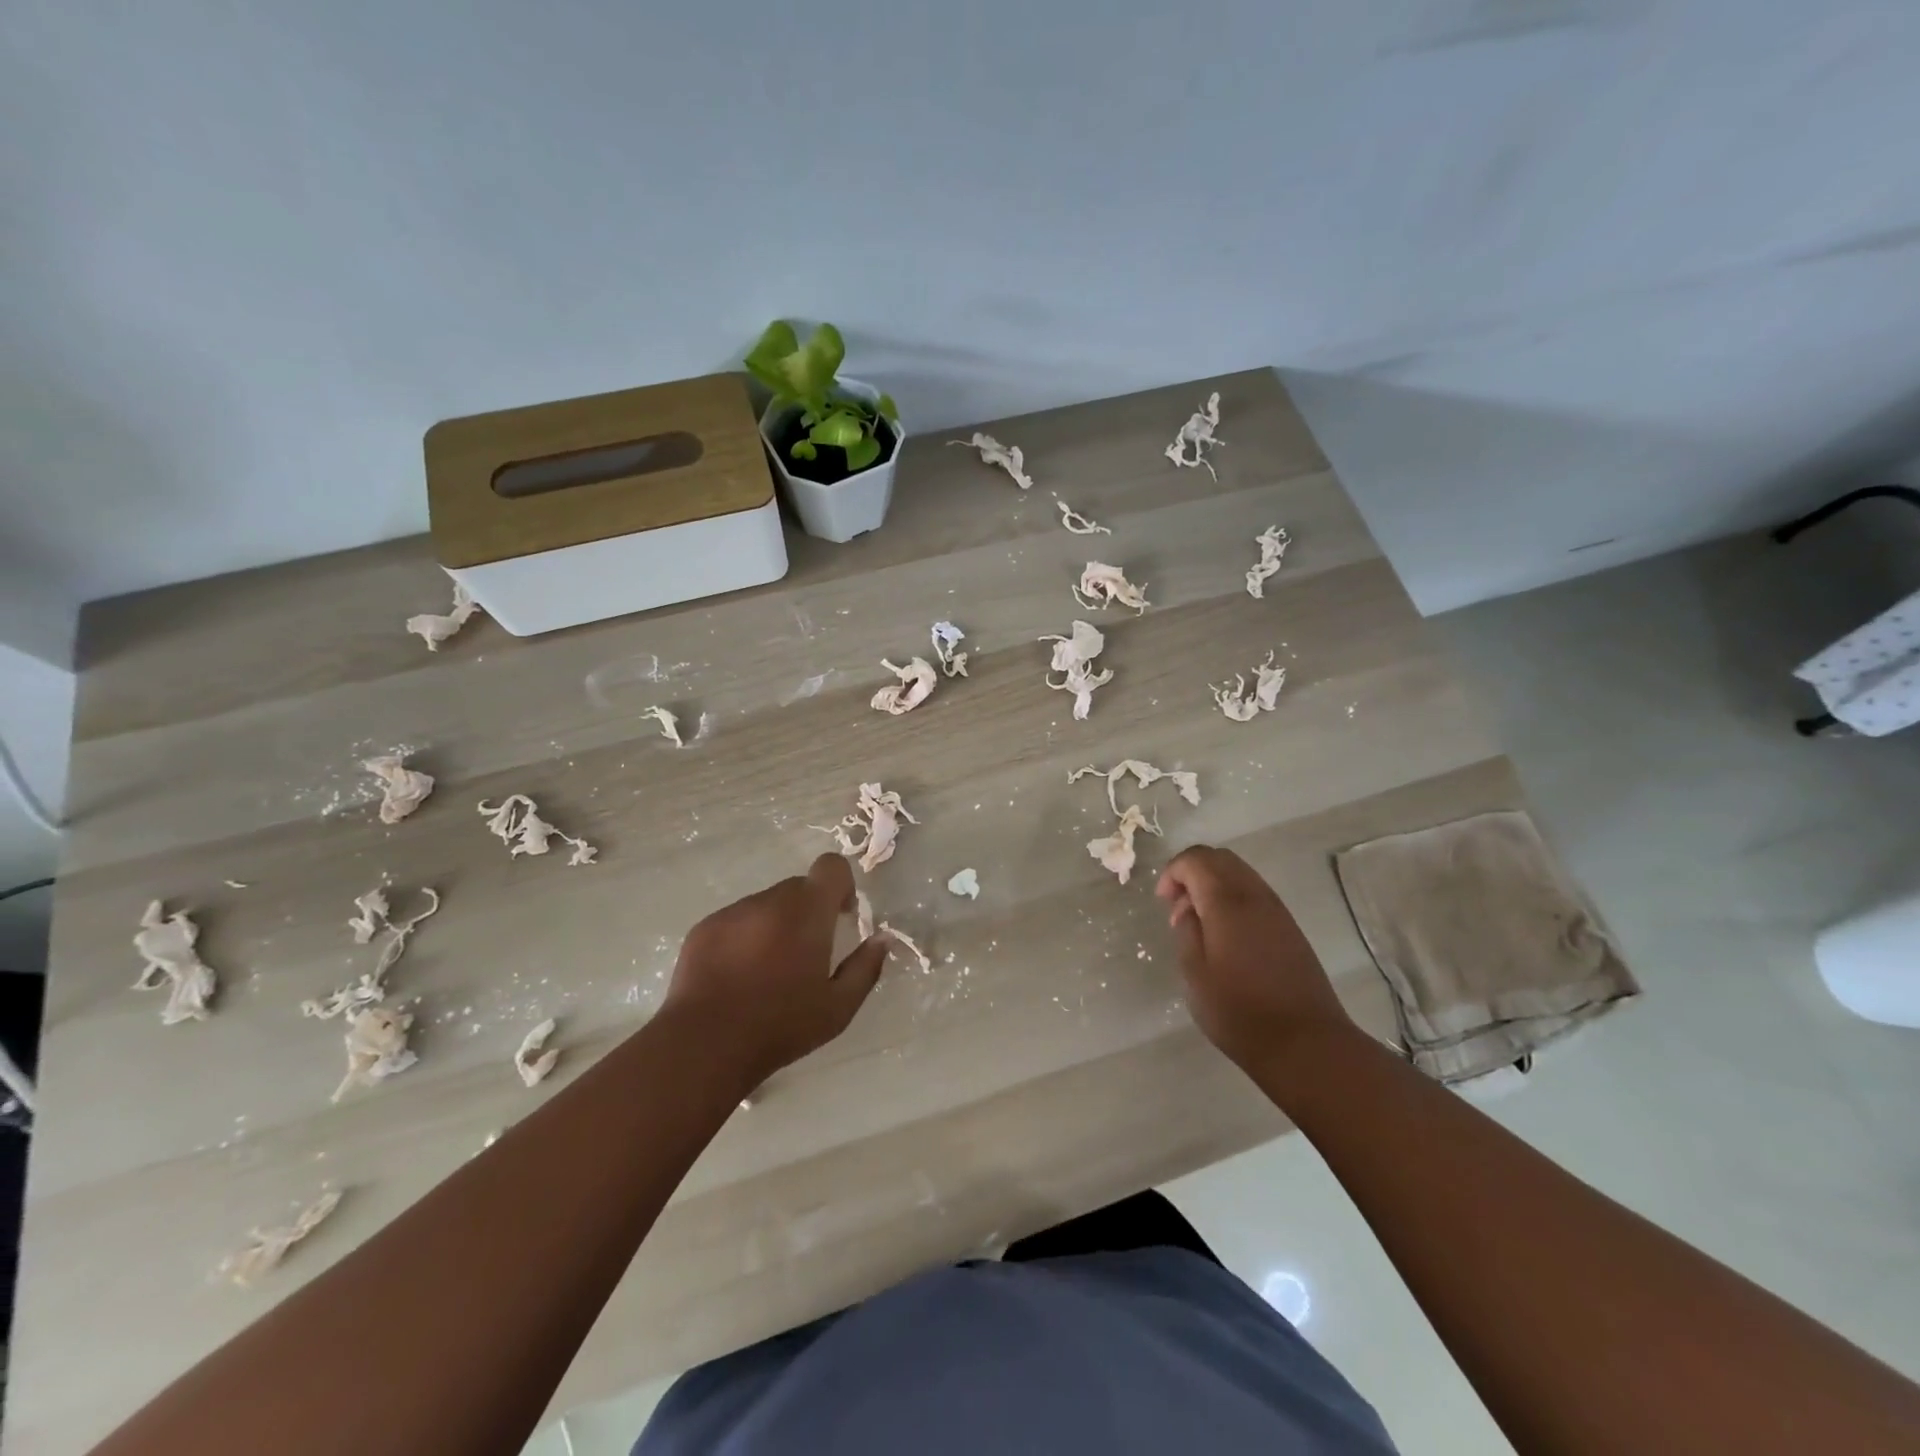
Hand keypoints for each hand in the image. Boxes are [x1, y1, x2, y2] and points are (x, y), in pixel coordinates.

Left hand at [660, 853, 887, 1086]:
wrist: (704, 1045)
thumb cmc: (780, 1027)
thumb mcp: (838, 1008)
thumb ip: (866, 967)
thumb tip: (882, 939)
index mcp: (808, 912)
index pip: (831, 866)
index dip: (842, 884)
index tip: (841, 917)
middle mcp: (770, 901)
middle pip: (799, 888)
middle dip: (809, 911)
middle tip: (806, 954)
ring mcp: (733, 912)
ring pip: (766, 904)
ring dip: (776, 925)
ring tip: (768, 971)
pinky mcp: (704, 928)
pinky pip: (736, 920)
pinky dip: (745, 937)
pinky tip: (738, 977)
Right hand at [1156, 845, 1352, 1070]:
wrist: (1306, 1043)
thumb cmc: (1239, 1011)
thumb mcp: (1195, 973)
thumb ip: (1186, 930)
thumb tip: (1187, 908)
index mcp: (1227, 901)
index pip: (1196, 859)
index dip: (1172, 872)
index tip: (1162, 902)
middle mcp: (1255, 895)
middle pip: (1220, 858)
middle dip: (1192, 871)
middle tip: (1176, 906)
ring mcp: (1277, 910)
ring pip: (1240, 873)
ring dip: (1213, 884)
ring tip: (1199, 922)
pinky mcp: (1290, 928)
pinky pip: (1255, 893)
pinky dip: (1232, 897)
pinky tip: (1225, 934)